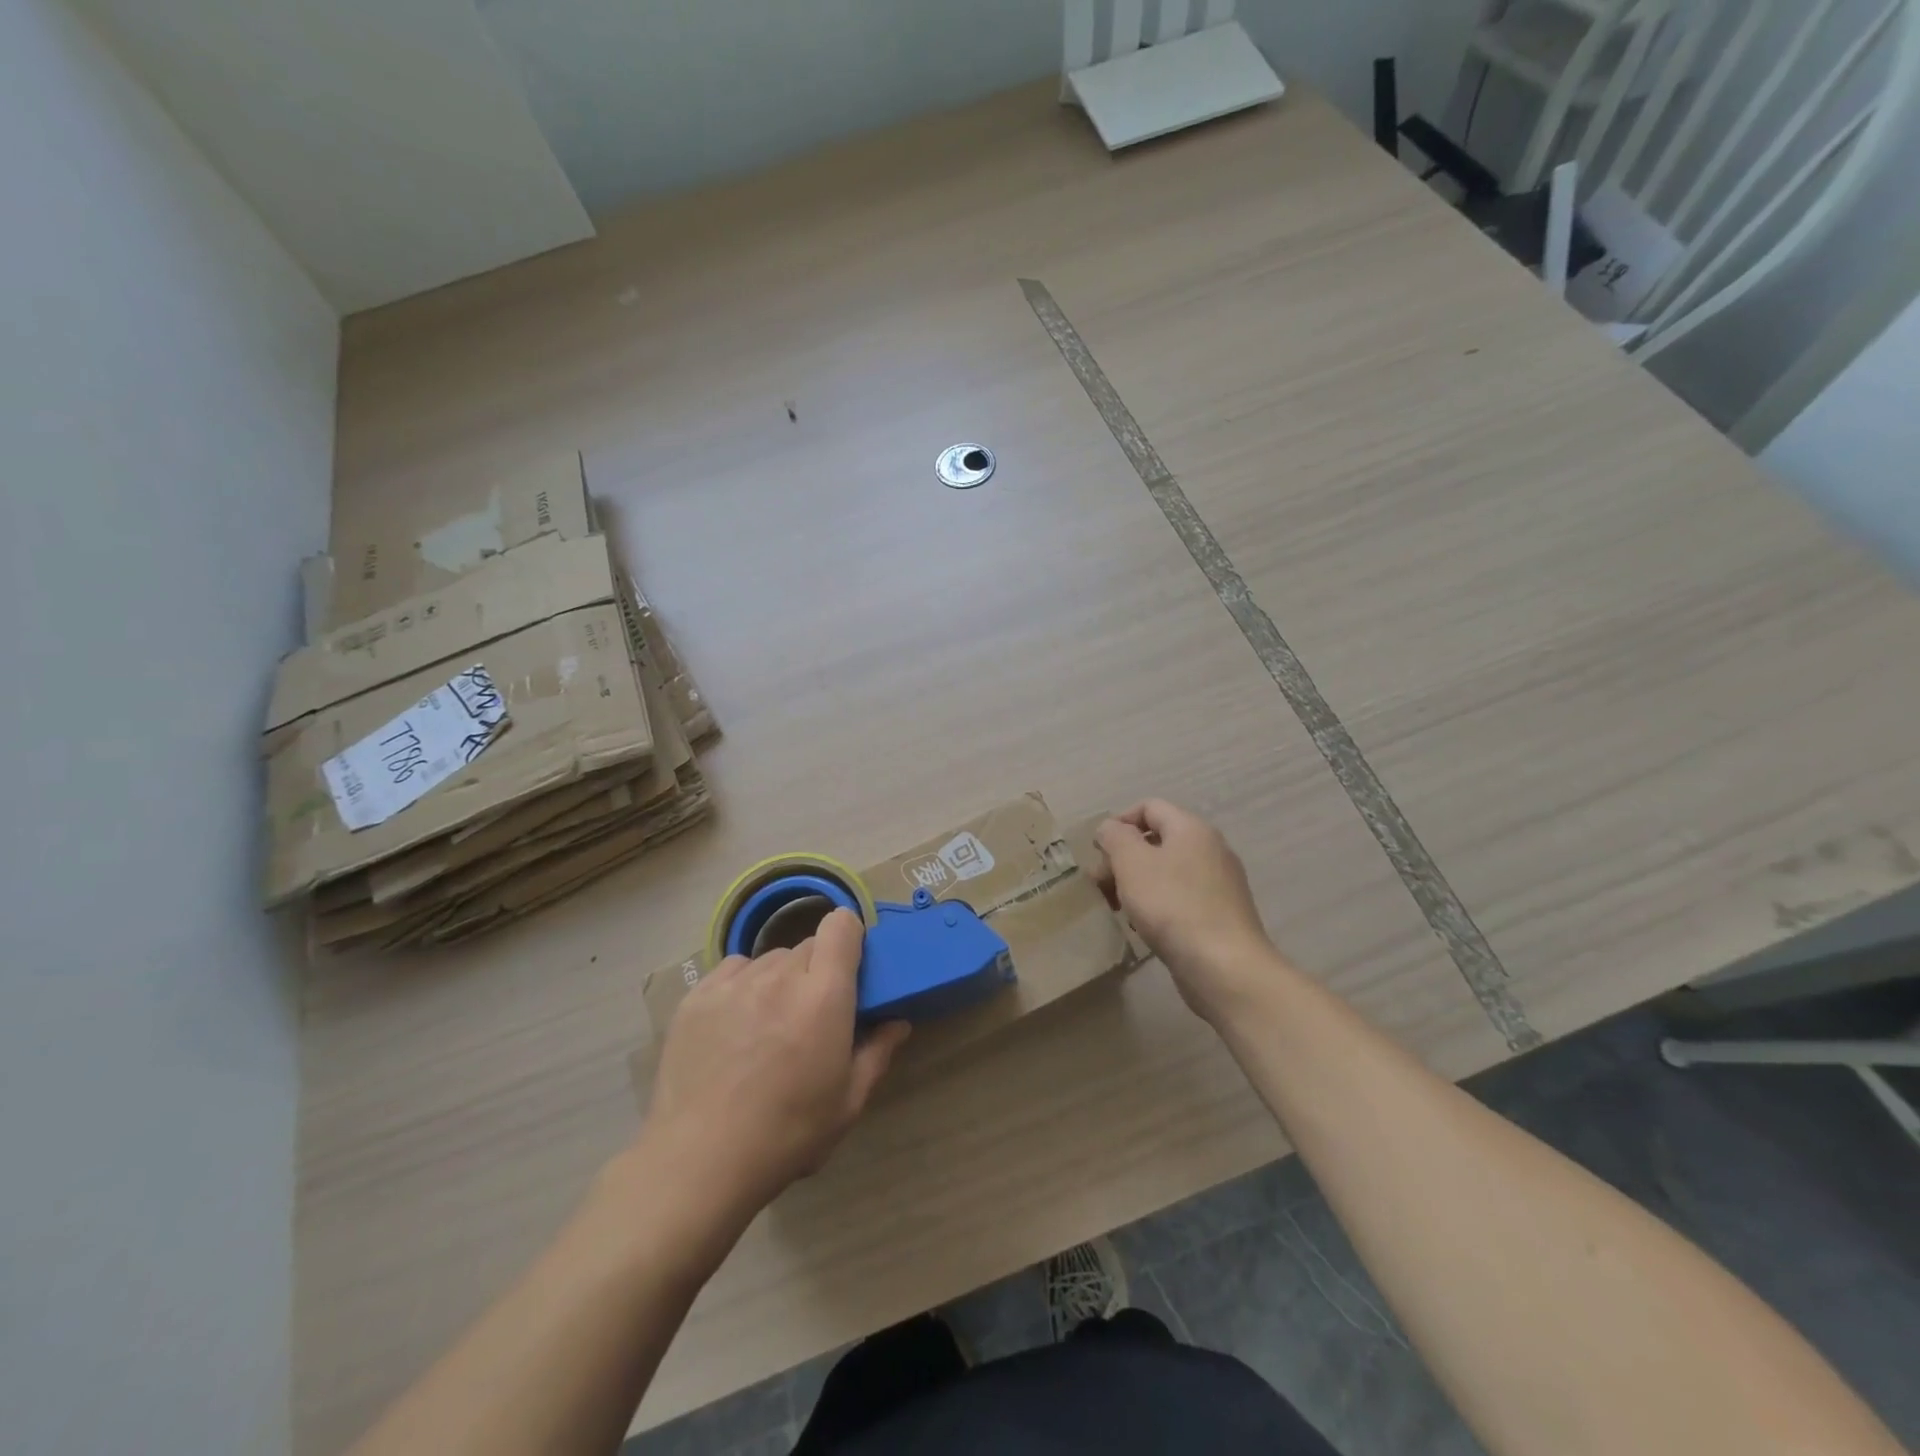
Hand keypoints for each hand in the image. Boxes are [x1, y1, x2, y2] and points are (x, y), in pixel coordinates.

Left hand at [642, 908, 909, 1221]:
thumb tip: (897, 1022)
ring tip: (768, 1025)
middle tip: (811, 1014)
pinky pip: (733, 970)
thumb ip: (876, 1053)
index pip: (841, 926)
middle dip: (816, 972)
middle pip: (807, 946)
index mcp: (824, 995)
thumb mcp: (847, 1103)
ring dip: (779, 980)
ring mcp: (734, 982)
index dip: (849, 939)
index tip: (850, 970)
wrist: (699, 1162)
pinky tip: (735, 1025)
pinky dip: (743, 986)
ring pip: (770, 959)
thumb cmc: (786, 1135)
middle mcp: (780, 975)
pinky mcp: (698, 995)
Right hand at [1093, 799, 1276, 1022]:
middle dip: (1122, 858)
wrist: (1225, 967)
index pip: (1149, 807)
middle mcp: (1210, 849)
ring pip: (1166, 871)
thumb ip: (1115, 837)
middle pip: (1157, 840)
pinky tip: (1143, 927)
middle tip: (1100, 885)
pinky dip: (1157, 904)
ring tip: (1117, 908)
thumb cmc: (1172, 906)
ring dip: (1136, 884)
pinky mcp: (1220, 914)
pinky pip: (1180, 897)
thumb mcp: (1131, 863)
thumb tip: (1111, 828)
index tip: (1098, 852)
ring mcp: (1219, 883)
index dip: (1118, 823)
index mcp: (1191, 828)